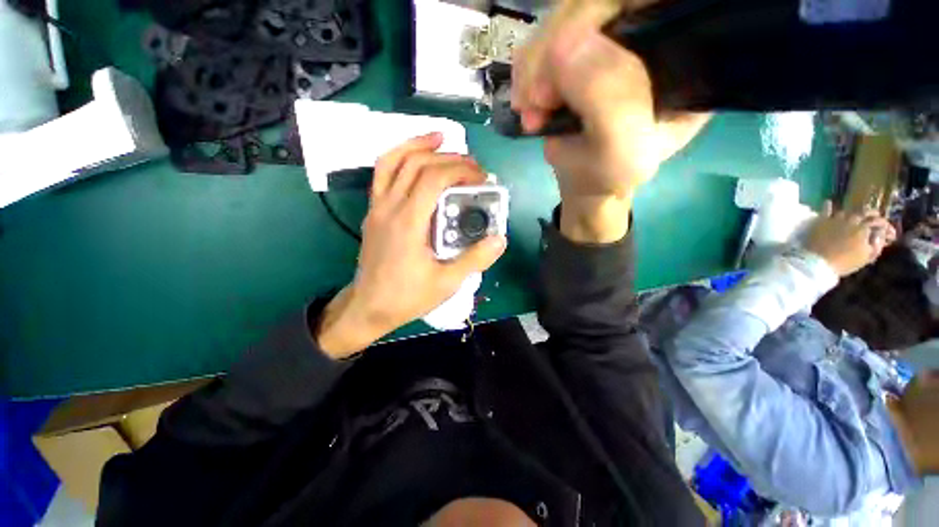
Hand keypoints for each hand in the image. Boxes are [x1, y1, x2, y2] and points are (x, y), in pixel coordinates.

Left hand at [316, 134, 506, 357]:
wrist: (369, 307)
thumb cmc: (407, 297)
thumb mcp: (446, 283)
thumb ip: (475, 259)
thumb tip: (500, 238)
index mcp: (408, 223)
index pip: (433, 179)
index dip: (460, 170)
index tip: (481, 177)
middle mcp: (389, 208)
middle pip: (415, 164)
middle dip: (448, 157)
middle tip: (472, 165)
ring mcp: (377, 207)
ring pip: (392, 161)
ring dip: (417, 144)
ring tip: (440, 139)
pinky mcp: (374, 212)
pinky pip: (383, 174)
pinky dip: (399, 157)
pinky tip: (416, 159)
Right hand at [511, 0, 708, 241]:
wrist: (585, 181)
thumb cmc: (610, 174)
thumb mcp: (621, 152)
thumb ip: (609, 103)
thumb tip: (567, 46)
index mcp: (684, 51)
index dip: (598, 12)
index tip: (560, 61)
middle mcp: (650, 32)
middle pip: (595, 2)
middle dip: (553, 50)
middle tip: (537, 101)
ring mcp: (610, 38)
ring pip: (563, 18)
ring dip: (534, 67)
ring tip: (532, 112)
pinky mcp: (578, 50)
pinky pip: (543, 38)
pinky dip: (527, 71)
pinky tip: (528, 103)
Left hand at [806, 202, 890, 276]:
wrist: (818, 262)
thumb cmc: (844, 262)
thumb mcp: (866, 257)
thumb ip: (876, 245)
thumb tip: (880, 236)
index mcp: (864, 229)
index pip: (879, 222)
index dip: (886, 225)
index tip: (888, 230)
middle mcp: (851, 220)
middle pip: (864, 213)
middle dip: (872, 215)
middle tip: (875, 218)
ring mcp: (835, 220)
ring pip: (847, 212)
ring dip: (853, 214)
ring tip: (856, 216)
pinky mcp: (821, 222)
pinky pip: (825, 211)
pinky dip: (828, 206)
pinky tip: (828, 202)